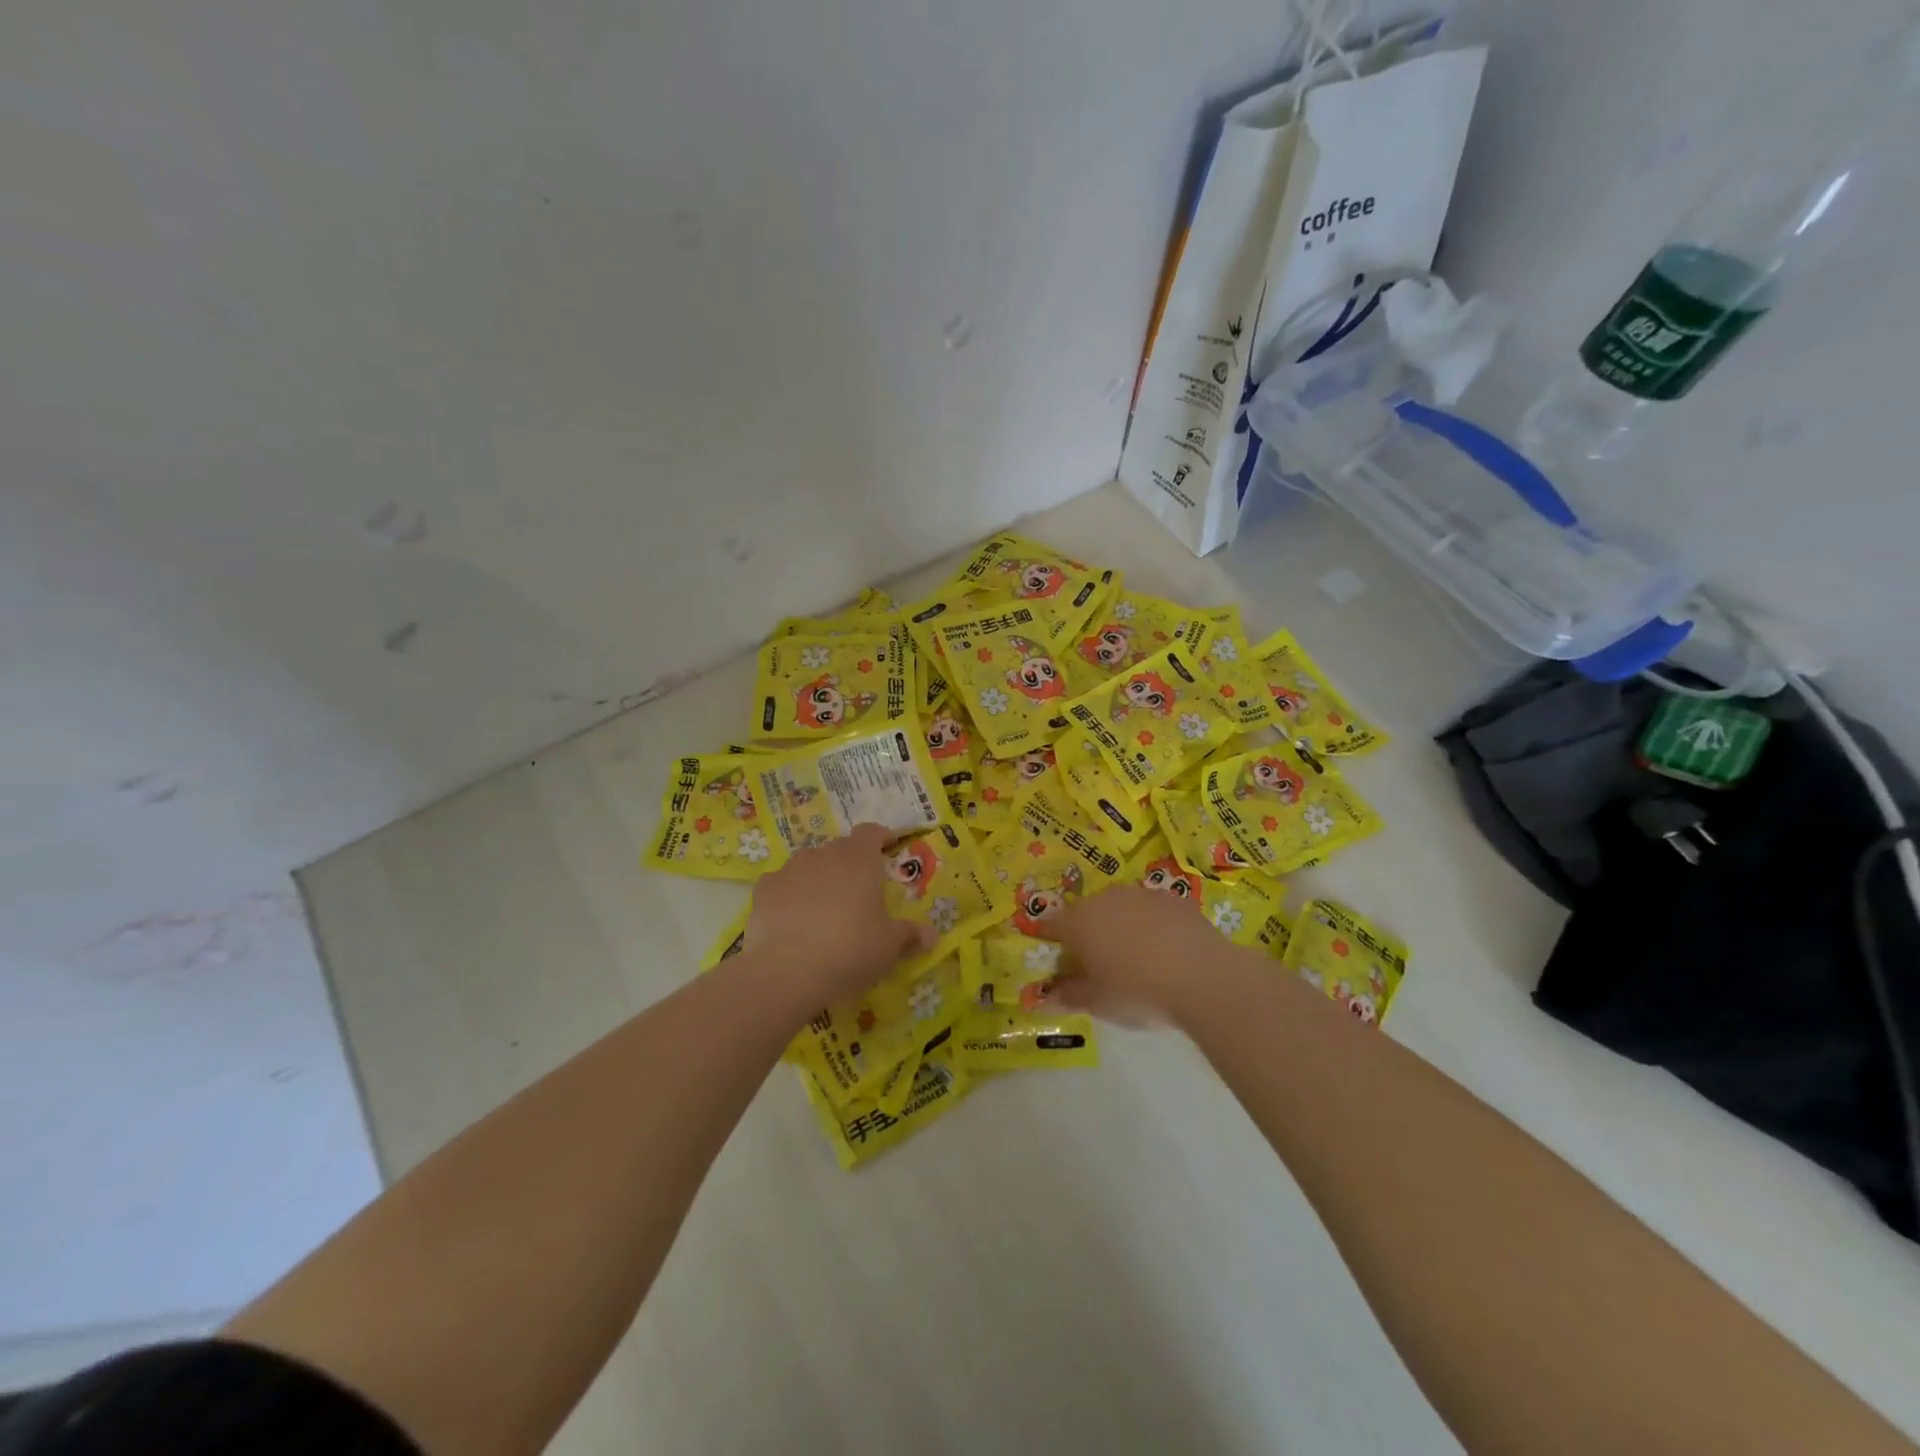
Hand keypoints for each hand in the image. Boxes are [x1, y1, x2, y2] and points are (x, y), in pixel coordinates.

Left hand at [745, 823, 930, 1005]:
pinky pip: (782, 884)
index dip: (881, 837)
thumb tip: (931, 935)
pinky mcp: (764, 889)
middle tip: (858, 889)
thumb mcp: (889, 946)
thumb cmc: (850, 950)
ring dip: (819, 877)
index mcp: (859, 860)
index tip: (888, 846)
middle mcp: (824, 854)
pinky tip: (791, 919)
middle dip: (850, 862)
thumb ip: (910, 934)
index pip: (871, 832)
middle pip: (840, 848)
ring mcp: (790, 869)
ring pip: (809, 863)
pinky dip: (789, 894)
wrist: (787, 971)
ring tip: (824, 906)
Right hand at [1051, 884, 1246, 1023]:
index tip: (1056, 959)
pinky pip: (1152, 911)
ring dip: (1120, 926)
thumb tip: (1044, 999)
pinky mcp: (1174, 900)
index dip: (1050, 940)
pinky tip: (1165, 951)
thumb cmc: (1137, 991)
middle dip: (1087, 933)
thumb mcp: (1098, 1003)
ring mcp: (1142, 895)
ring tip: (1134, 958)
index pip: (1052, 924)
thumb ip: (1069, 996)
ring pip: (1120, 908)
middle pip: (1086, 913)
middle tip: (1097, 964)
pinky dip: (1152, 926)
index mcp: (1079, 921)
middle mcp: (1106, 899)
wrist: (1203, 977)